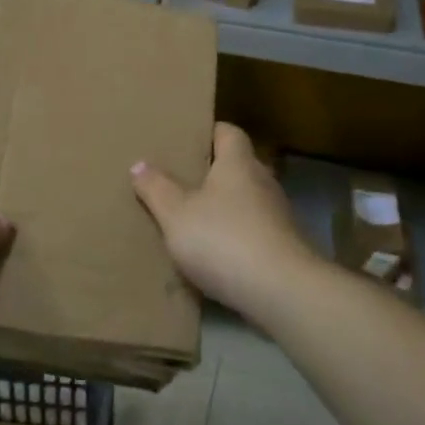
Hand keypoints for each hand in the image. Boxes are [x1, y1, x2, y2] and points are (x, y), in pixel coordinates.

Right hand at [130, 122, 319, 320]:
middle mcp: (263, 181)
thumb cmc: (224, 240)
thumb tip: (139, 164)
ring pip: (247, 200)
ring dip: (226, 207)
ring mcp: (278, 215)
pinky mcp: (285, 246)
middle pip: (239, 166)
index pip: (229, 132)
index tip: (187, 140)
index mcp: (238, 163)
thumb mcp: (176, 215)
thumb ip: (157, 189)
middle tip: (182, 181)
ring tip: (195, 219)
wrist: (282, 292)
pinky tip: (217, 254)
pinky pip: (255, 230)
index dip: (209, 132)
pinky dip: (237, 235)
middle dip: (213, 172)